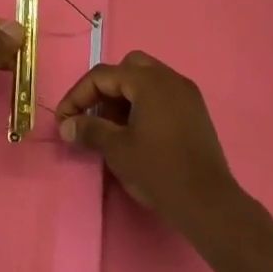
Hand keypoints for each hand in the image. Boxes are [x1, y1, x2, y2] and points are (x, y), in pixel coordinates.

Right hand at [55, 51, 237, 230]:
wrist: (208, 203)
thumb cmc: (158, 171)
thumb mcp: (117, 150)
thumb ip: (89, 130)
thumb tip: (66, 125)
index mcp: (149, 81)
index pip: (103, 76)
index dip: (78, 96)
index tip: (64, 120)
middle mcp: (170, 78)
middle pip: (127, 68)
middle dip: (105, 88)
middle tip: (93, 115)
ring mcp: (187, 94)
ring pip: (147, 80)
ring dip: (125, 96)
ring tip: (113, 127)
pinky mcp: (196, 112)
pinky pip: (163, 94)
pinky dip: (144, 104)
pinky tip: (138, 132)